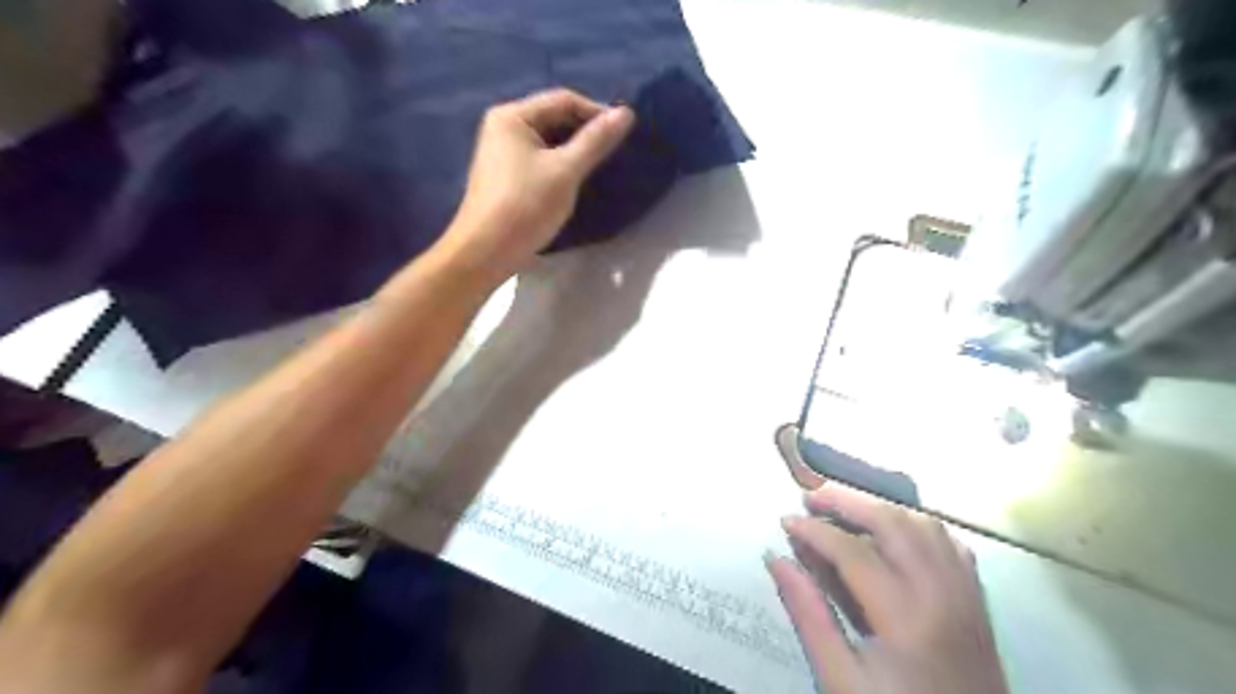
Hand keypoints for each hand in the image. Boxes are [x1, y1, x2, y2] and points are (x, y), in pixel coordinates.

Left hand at [441, 91, 630, 284]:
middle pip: (554, 118)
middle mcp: (503, 128)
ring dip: (575, 151)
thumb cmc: (525, 207)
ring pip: (549, 142)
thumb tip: (626, 113)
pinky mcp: (506, 177)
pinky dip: (561, 166)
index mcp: (512, 116)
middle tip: (615, 151)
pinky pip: (541, 161)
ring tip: (601, 167)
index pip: (563, 100)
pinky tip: (577, 181)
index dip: (596, 112)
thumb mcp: (565, 171)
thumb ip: (595, 141)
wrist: (485, 253)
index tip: (625, 133)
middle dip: (586, 132)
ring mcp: (502, 153)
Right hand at [769, 486, 1007, 692]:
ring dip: (882, 509)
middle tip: (811, 497)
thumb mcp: (841, 679)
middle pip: (894, 523)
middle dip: (848, 502)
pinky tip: (895, 534)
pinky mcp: (976, 602)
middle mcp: (943, 595)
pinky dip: (917, 527)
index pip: (853, 552)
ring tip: (846, 509)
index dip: (815, 531)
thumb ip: (808, 615)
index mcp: (907, 617)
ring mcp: (966, 596)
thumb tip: (776, 559)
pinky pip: (950, 545)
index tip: (785, 521)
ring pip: (926, 526)